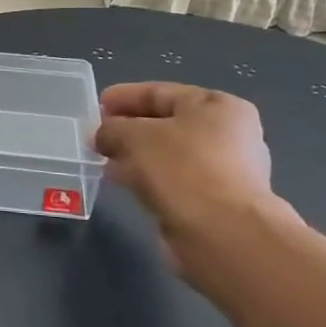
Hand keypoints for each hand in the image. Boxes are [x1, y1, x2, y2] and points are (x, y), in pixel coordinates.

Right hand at [93, 83, 275, 272]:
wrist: (222, 234)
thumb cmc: (182, 168)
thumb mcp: (134, 136)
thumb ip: (111, 129)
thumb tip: (100, 136)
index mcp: (218, 106)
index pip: (161, 93)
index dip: (125, 96)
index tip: (96, 104)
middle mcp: (229, 135)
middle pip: (166, 124)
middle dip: (128, 129)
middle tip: (97, 134)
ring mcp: (225, 171)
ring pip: (167, 155)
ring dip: (134, 155)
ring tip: (102, 159)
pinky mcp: (214, 203)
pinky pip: (172, 180)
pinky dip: (146, 177)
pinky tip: (121, 181)